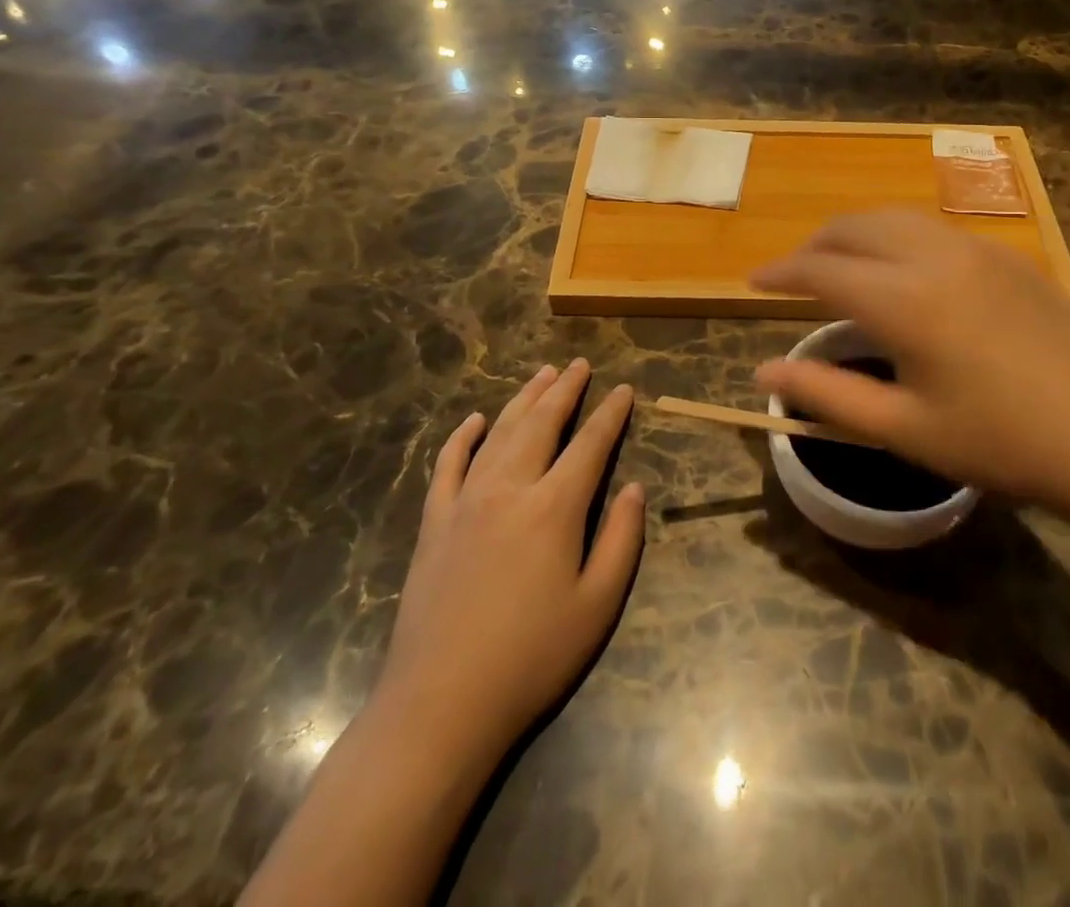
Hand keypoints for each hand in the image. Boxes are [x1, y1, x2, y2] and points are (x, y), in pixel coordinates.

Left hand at [374, 360, 644, 762]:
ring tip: (542, 375)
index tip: (624, 390)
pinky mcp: (434, 523)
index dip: (610, 414)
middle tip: (579, 364)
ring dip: (523, 400)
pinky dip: (462, 438)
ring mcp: (465, 502)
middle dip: (565, 390)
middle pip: (542, 424)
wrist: (440, 704)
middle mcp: (510, 489)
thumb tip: (635, 489)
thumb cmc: (531, 658)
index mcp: (554, 507)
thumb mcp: (597, 605)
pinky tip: (473, 420)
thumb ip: (621, 540)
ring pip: (498, 433)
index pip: (590, 444)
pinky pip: (448, 465)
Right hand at [752, 210, 1069, 538]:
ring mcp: (979, 250)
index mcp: (905, 300)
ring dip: (857, 233)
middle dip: (815, 244)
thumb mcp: (904, 428)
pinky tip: (903, 272)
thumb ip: (826, 394)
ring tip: (840, 264)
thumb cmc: (1000, 443)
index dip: (780, 272)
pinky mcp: (1009, 257)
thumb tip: (763, 370)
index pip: (821, 268)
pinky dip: (899, 238)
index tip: (752, 281)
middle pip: (856, 227)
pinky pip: (936, 230)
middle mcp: (936, 257)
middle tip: (792, 275)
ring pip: (897, 218)